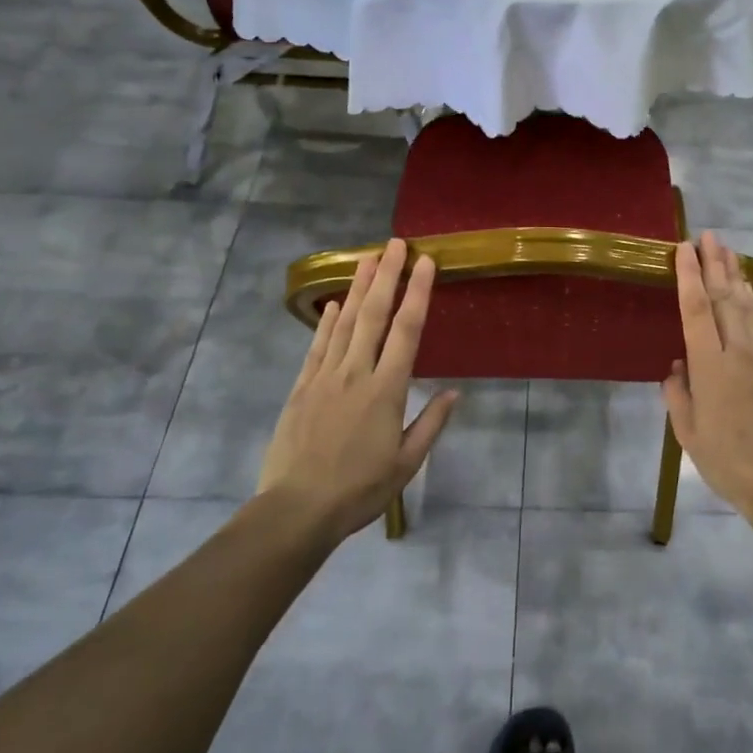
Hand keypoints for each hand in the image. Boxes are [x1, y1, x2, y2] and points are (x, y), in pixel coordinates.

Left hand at [258, 239, 457, 540]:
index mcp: (387, 390)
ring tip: (368, 258)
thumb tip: (455, 393)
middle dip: (387, 275)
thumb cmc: (360, 489)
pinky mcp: (301, 388)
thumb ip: (431, 424)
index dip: (418, 292)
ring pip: (345, 323)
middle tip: (396, 243)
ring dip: (358, 288)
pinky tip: (335, 303)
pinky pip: (318, 347)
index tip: (426, 263)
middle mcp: (356, 373)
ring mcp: (325, 377)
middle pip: (374, 315)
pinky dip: (327, 322)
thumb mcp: (406, 464)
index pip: (407, 330)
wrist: (297, 509)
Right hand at [662, 232, 752, 522]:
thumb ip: (678, 394)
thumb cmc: (728, 463)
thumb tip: (677, 367)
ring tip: (729, 253)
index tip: (684, 249)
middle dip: (716, 263)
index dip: (689, 275)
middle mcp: (740, 352)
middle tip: (709, 236)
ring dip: (737, 277)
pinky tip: (749, 297)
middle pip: (726, 298)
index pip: (697, 309)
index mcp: (711, 366)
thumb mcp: (688, 434)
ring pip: (750, 308)